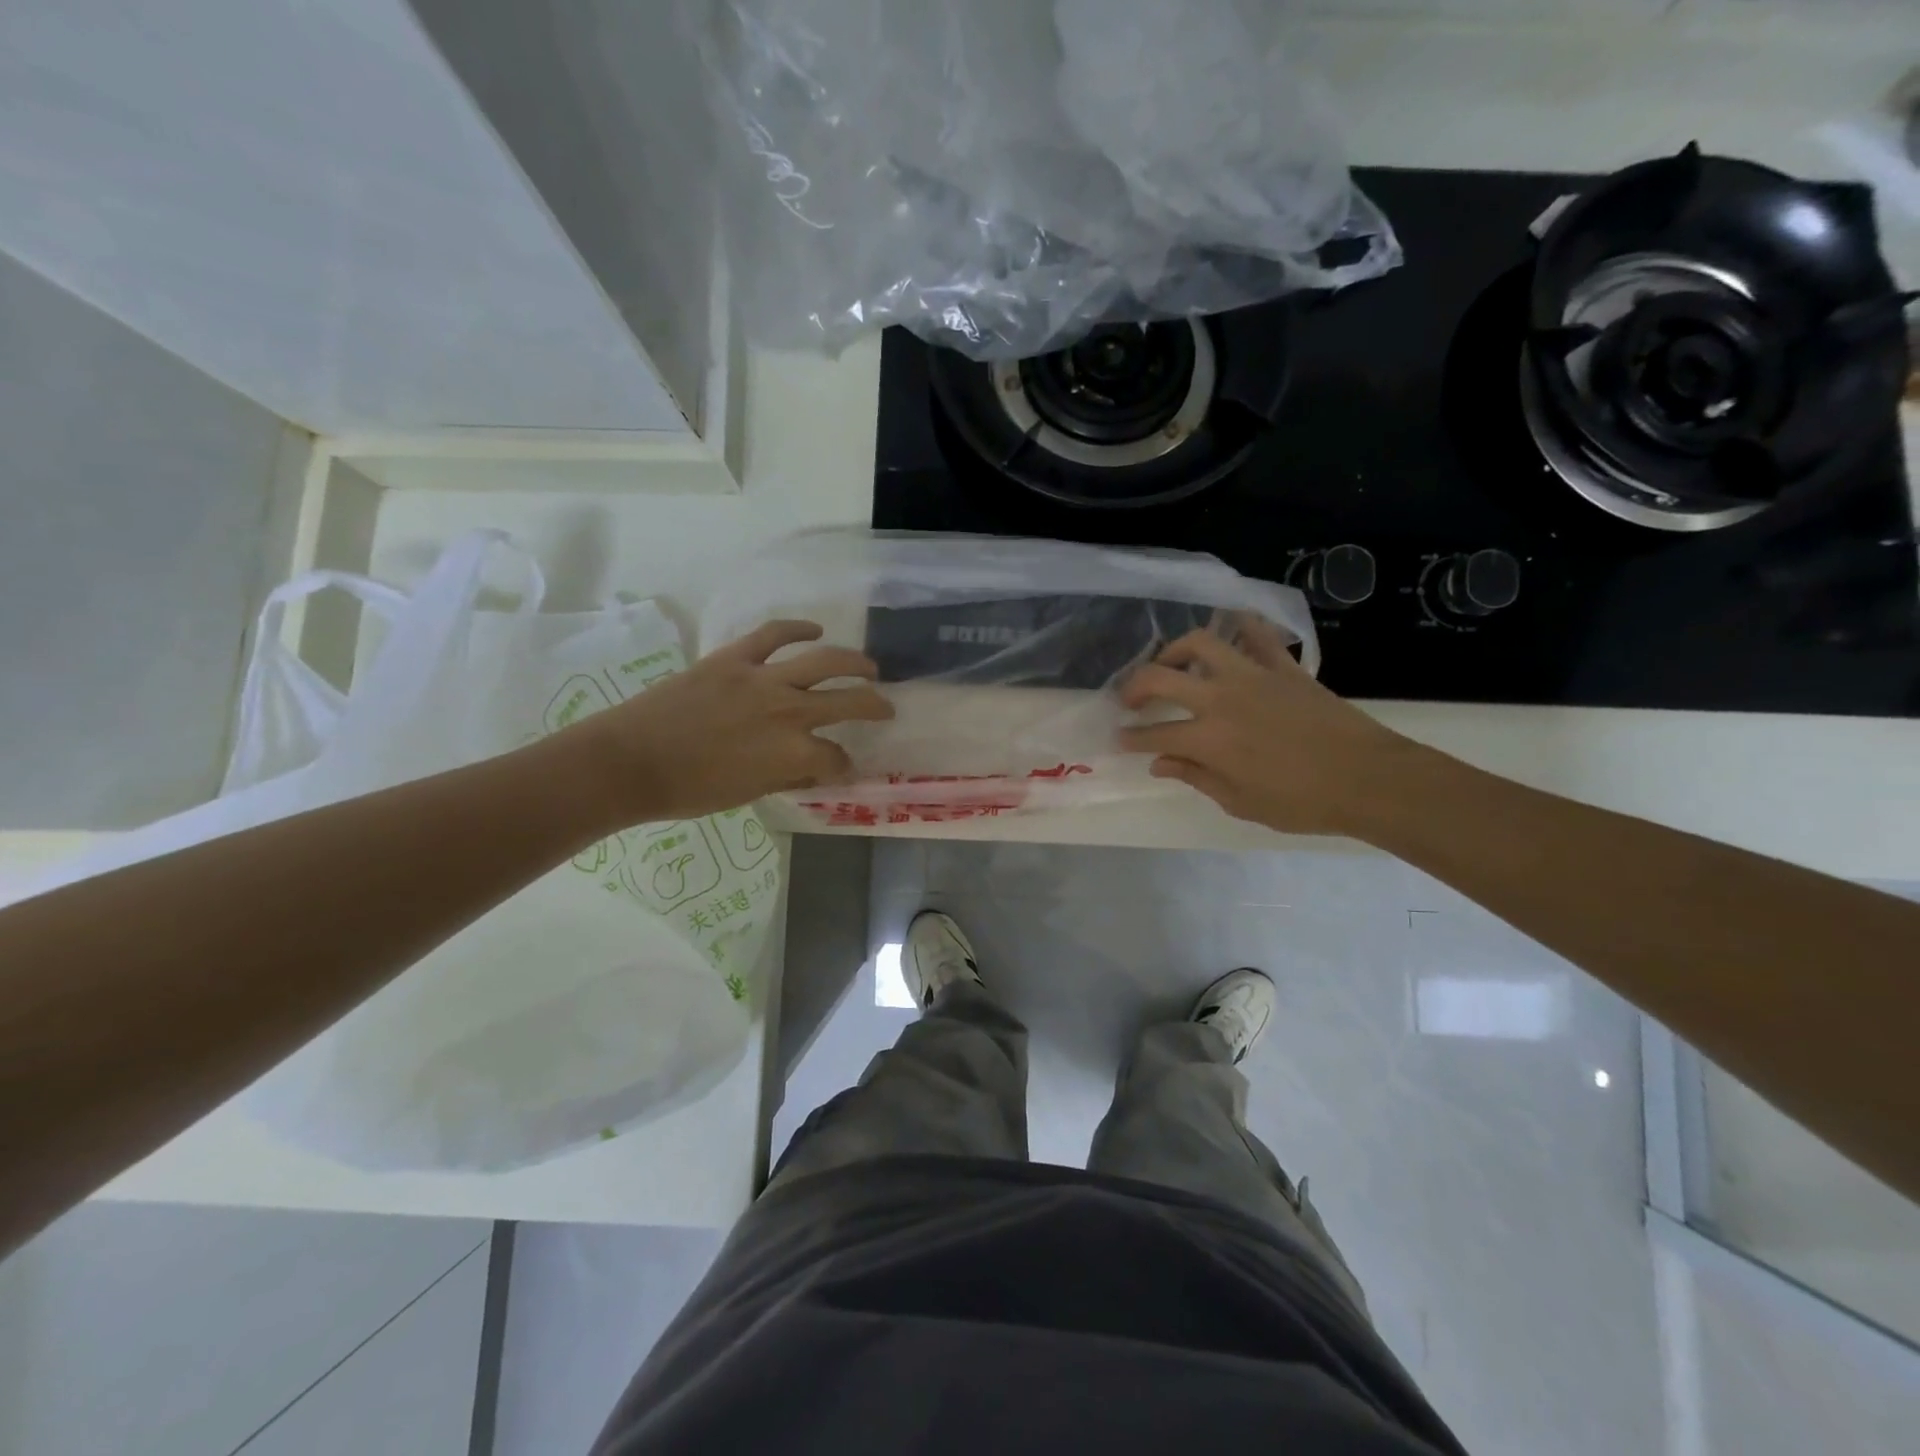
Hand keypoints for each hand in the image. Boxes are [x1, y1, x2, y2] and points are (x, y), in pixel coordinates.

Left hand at [563, 620, 892, 826]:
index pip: (836, 758)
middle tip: (885, 708)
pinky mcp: (735, 658)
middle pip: (849, 702)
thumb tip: (812, 766)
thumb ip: (787, 774)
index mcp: (793, 752)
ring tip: (870, 667)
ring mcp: (763, 678)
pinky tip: (815, 630)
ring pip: (825, 661)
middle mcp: (790, 711)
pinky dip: (798, 628)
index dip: (843, 767)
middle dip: (874, 707)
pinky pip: (775, 634)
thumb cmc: (688, 791)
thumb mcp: (748, 793)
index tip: (841, 769)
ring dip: (855, 663)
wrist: (629, 762)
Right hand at [1118, 621, 1416, 836]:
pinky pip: (1258, 634)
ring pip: (1202, 642)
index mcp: (1208, 740)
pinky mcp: (1284, 667)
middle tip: (1129, 700)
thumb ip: (1196, 777)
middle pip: (1161, 677)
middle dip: (1135, 687)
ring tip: (1171, 662)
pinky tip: (1231, 631)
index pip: (1154, 735)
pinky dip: (1241, 626)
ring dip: (1176, 649)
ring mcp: (1254, 676)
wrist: (1368, 778)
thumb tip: (1161, 763)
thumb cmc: (1302, 802)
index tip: (1119, 740)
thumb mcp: (1240, 802)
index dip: (1131, 739)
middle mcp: (1221, 699)